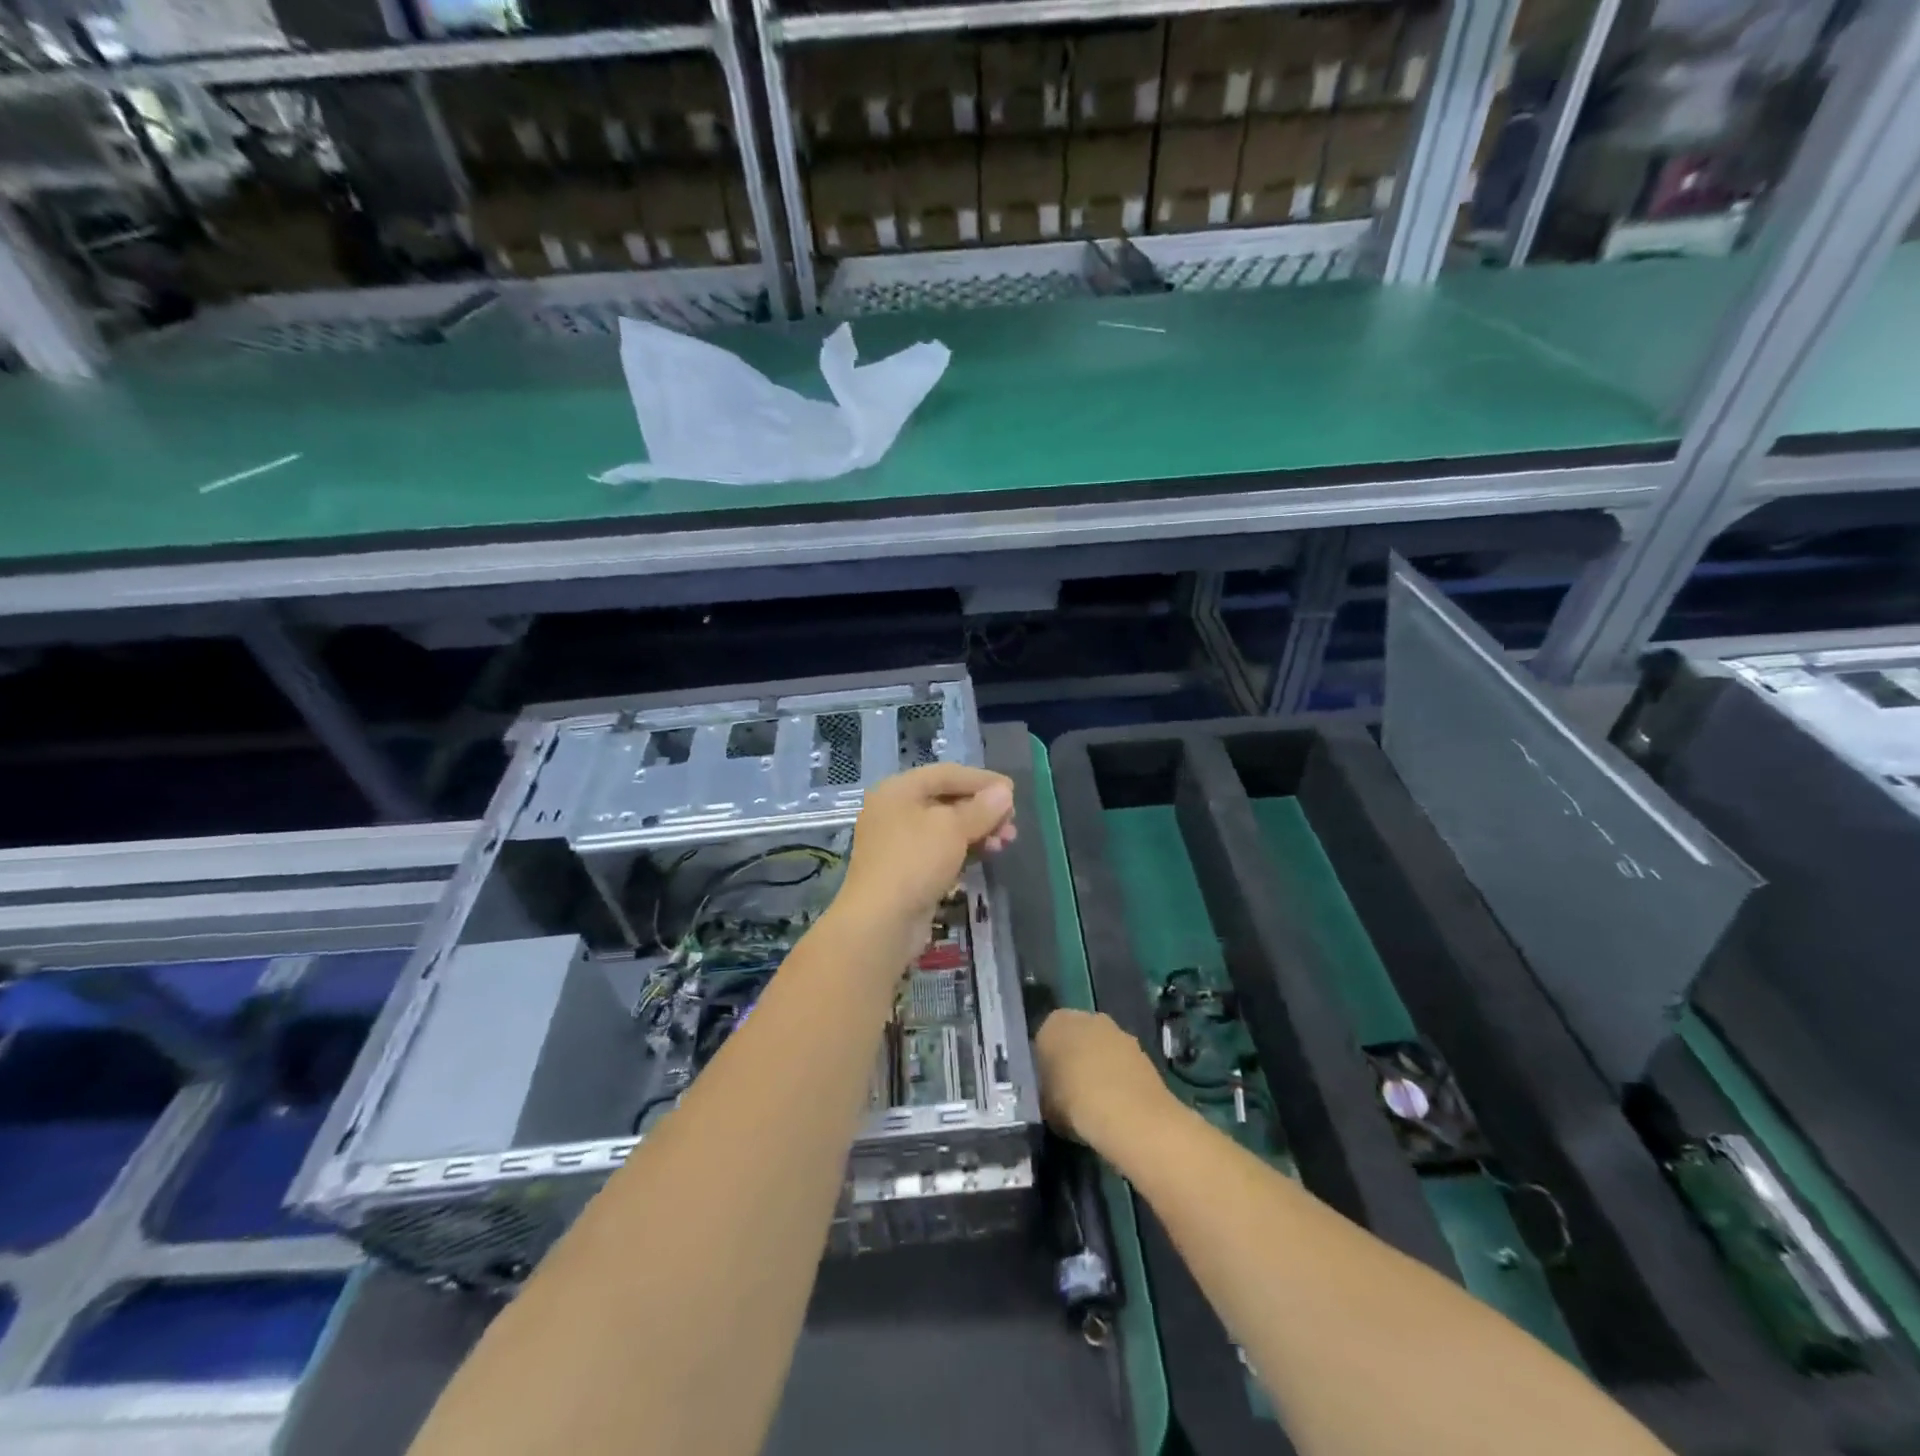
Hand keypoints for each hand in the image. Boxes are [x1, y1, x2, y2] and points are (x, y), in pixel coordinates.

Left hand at [836, 764, 1015, 951]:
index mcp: (898, 790)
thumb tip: (1004, 792)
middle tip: (1012, 822)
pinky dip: (964, 849)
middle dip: (982, 809)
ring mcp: (898, 843)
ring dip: (978, 830)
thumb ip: (981, 808)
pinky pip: (940, 850)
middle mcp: (895, 811)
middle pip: (946, 800)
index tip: (1012, 791)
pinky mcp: (906, 870)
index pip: (946, 774)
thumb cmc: (915, 861)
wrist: (880, 922)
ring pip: (946, 828)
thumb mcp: (953, 828)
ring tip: (1006, 841)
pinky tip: (987, 854)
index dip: (981, 779)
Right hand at [1034, 1008, 1175, 1148]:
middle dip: (1074, 1058)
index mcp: (1054, 1024)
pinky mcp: (1142, 1049)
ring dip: (1100, 1065)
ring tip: (1098, 1101)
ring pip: (1101, 1047)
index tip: (1048, 1087)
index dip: (1046, 1064)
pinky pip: (1122, 1061)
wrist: (1130, 1114)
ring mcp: (1117, 1031)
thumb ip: (1046, 1090)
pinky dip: (1120, 1076)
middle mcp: (1085, 1017)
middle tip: (1072, 1092)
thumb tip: (1052, 1093)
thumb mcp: (1045, 1105)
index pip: (1044, 1039)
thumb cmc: (1074, 1105)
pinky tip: (1119, 1103)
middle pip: (1075, 1038)